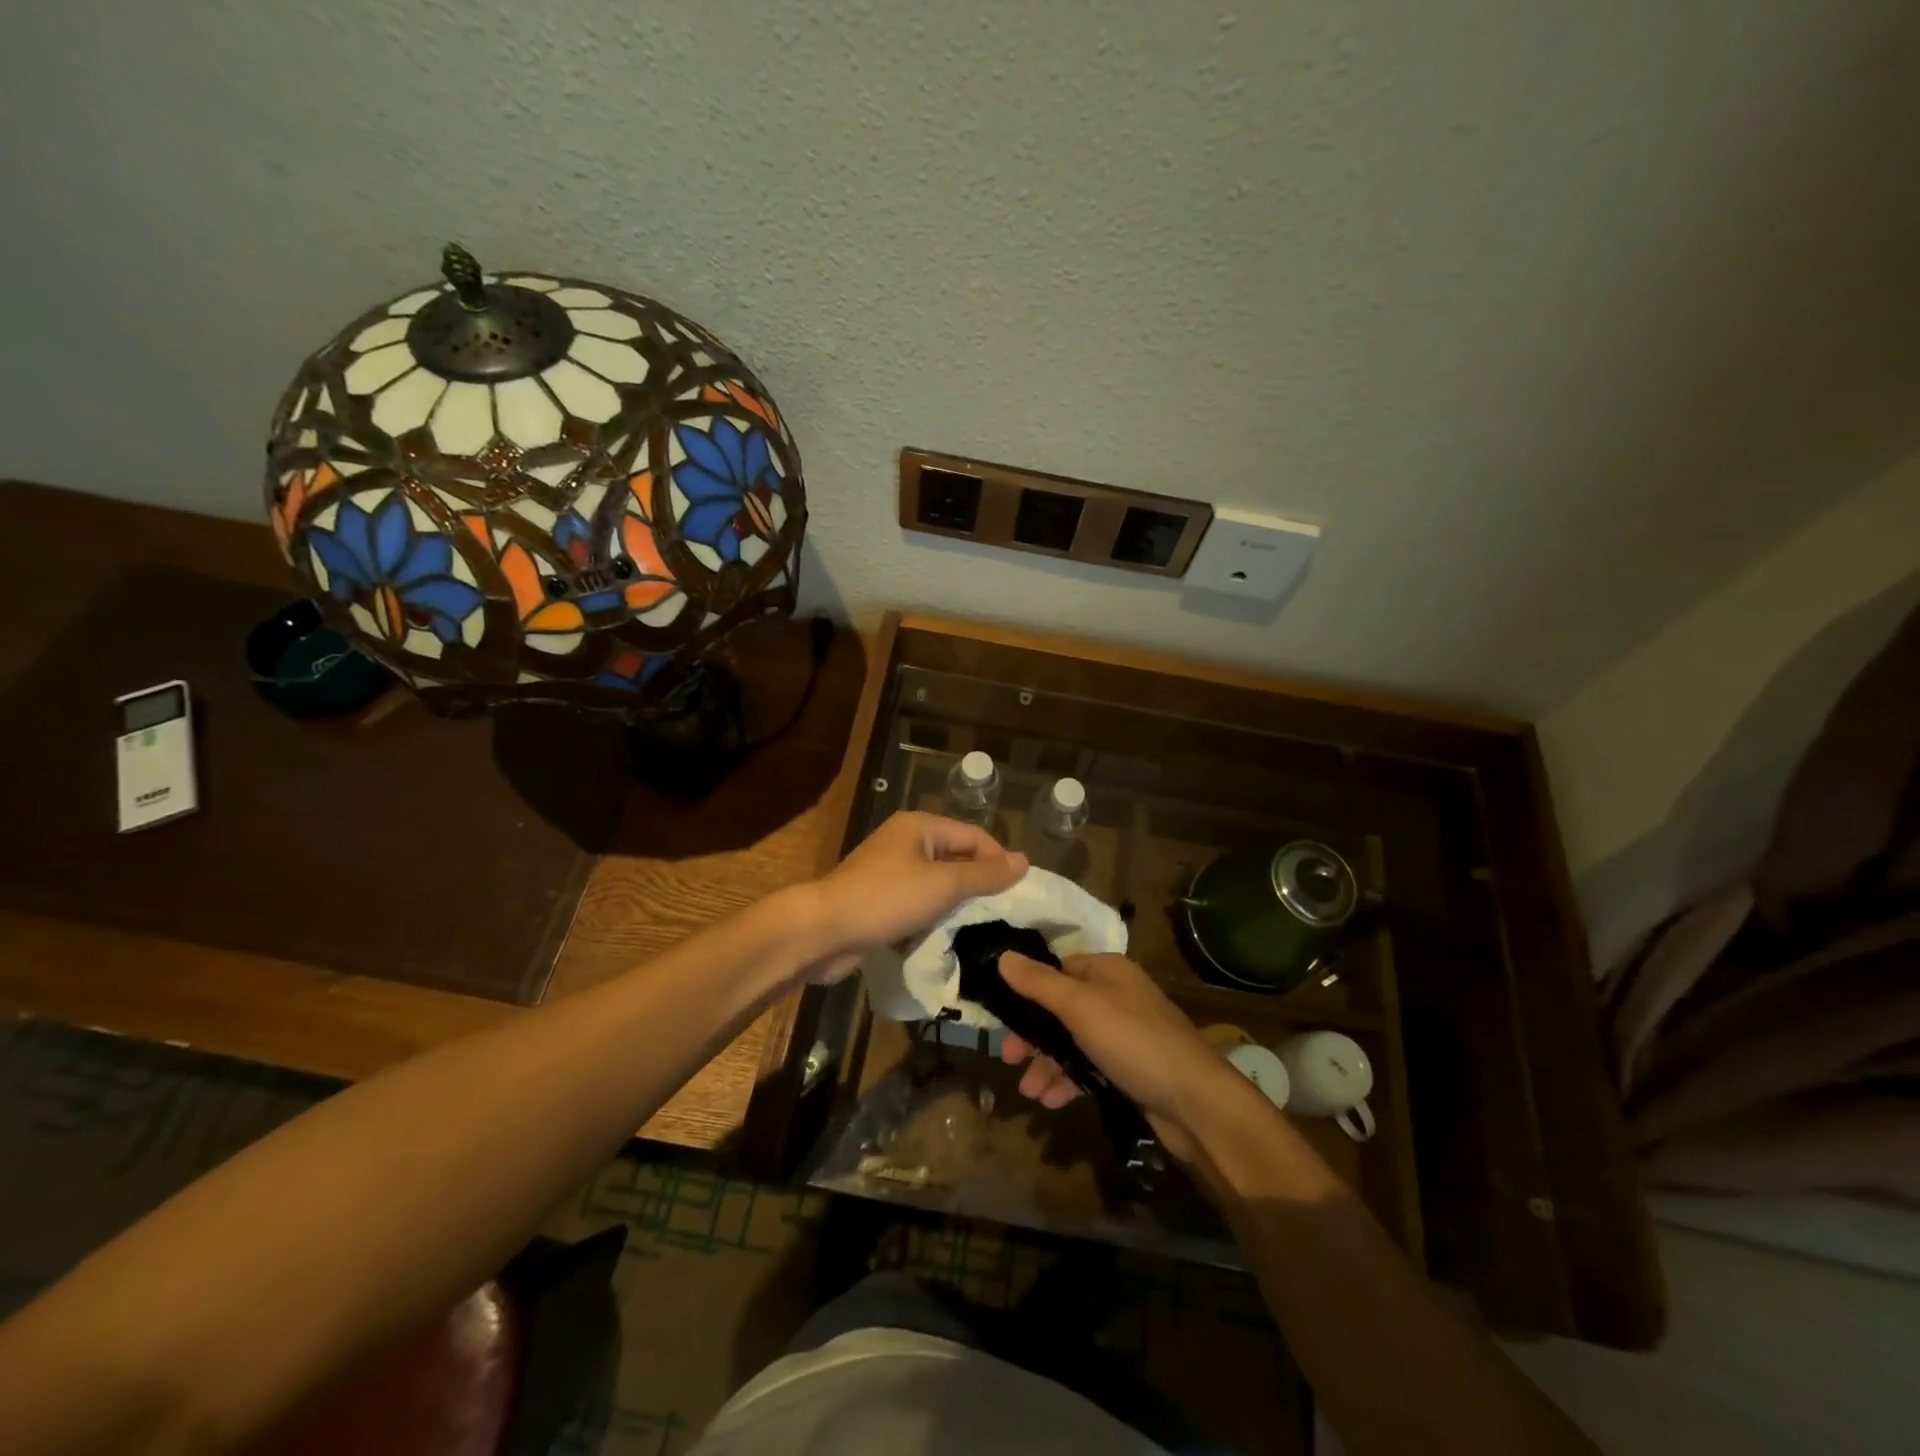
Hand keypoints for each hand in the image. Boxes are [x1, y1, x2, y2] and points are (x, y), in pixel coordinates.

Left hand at [804, 812, 1026, 982]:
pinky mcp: (880, 901)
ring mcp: (890, 873)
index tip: (1019, 893)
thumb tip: (1024, 861)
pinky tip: (946, 941)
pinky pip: (917, 906)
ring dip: (955, 906)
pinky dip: (932, 920)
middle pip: (955, 859)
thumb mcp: (943, 884)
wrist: (822, 931)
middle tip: (1004, 914)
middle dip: (978, 885)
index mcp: (920, 827)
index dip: (999, 860)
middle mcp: (905, 843)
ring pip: (936, 886)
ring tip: (981, 930)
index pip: (974, 836)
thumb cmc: (886, 899)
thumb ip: (985, 874)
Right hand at [997, 952, 1251, 1158]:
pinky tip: (1051, 1102)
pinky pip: (1089, 1067)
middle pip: (1061, 1008)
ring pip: (1073, 1041)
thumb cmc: (1133, 1041)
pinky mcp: (1130, 1067)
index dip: (1028, 990)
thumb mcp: (1080, 1006)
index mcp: (1107, 970)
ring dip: (1047, 1064)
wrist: (1195, 1101)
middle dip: (1033, 1035)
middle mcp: (1116, 995)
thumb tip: (1003, 955)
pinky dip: (1068, 1080)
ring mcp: (1125, 1033)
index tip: (1002, 1015)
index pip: (1058, 969)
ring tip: (1029, 1092)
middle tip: (1009, 1058)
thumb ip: (1039, 983)